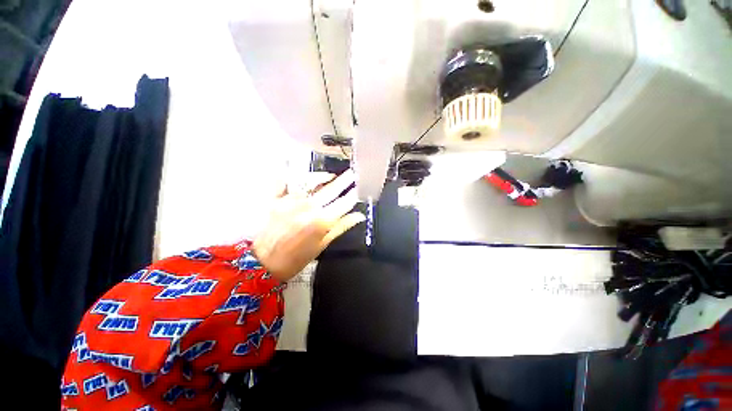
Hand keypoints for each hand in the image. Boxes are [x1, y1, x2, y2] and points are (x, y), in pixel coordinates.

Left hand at [252, 170, 365, 281]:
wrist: (262, 263)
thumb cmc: (295, 258)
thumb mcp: (322, 245)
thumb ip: (341, 226)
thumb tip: (359, 216)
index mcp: (321, 220)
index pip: (344, 202)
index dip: (354, 194)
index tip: (360, 187)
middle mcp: (308, 207)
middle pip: (331, 189)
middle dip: (344, 180)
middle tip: (352, 173)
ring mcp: (290, 200)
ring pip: (311, 181)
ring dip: (323, 177)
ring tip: (331, 176)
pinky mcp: (275, 199)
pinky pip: (286, 181)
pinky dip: (294, 176)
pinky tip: (302, 175)